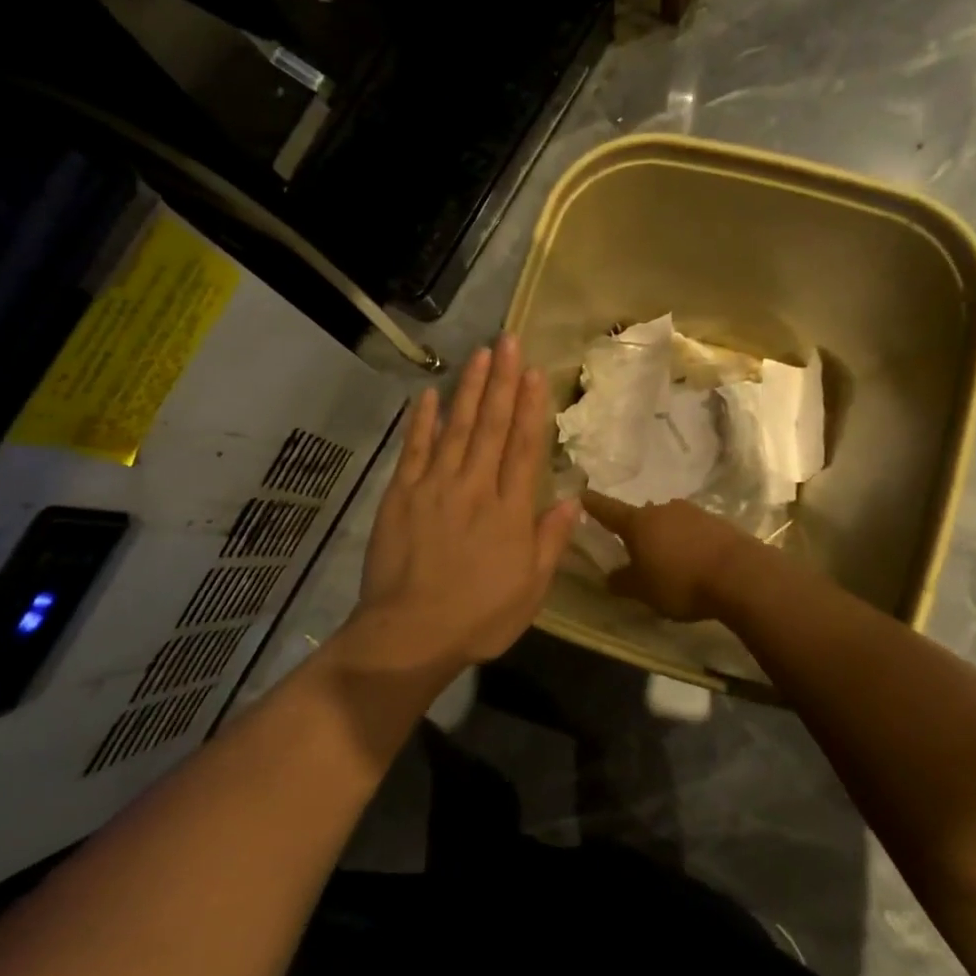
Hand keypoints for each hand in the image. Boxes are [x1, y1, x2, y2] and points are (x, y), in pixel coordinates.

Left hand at [352, 335, 579, 669]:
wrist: (410, 634)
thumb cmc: (479, 617)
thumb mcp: (531, 589)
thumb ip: (551, 541)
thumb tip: (574, 500)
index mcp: (510, 510)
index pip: (524, 447)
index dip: (531, 406)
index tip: (535, 372)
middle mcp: (475, 486)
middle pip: (492, 426)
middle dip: (503, 381)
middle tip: (509, 341)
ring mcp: (435, 486)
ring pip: (457, 427)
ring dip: (470, 389)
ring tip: (480, 355)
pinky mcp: (402, 494)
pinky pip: (414, 449)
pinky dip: (422, 420)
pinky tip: (430, 395)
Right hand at [578, 493, 752, 621]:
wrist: (741, 575)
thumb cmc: (681, 582)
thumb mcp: (644, 591)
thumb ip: (623, 582)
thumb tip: (609, 577)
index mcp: (638, 523)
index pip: (607, 509)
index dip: (593, 504)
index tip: (581, 494)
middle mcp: (663, 510)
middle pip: (642, 517)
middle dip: (637, 530)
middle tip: (635, 549)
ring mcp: (693, 512)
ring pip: (670, 522)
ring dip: (665, 536)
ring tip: (668, 559)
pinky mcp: (718, 522)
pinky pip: (694, 529)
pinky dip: (689, 541)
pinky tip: (694, 560)